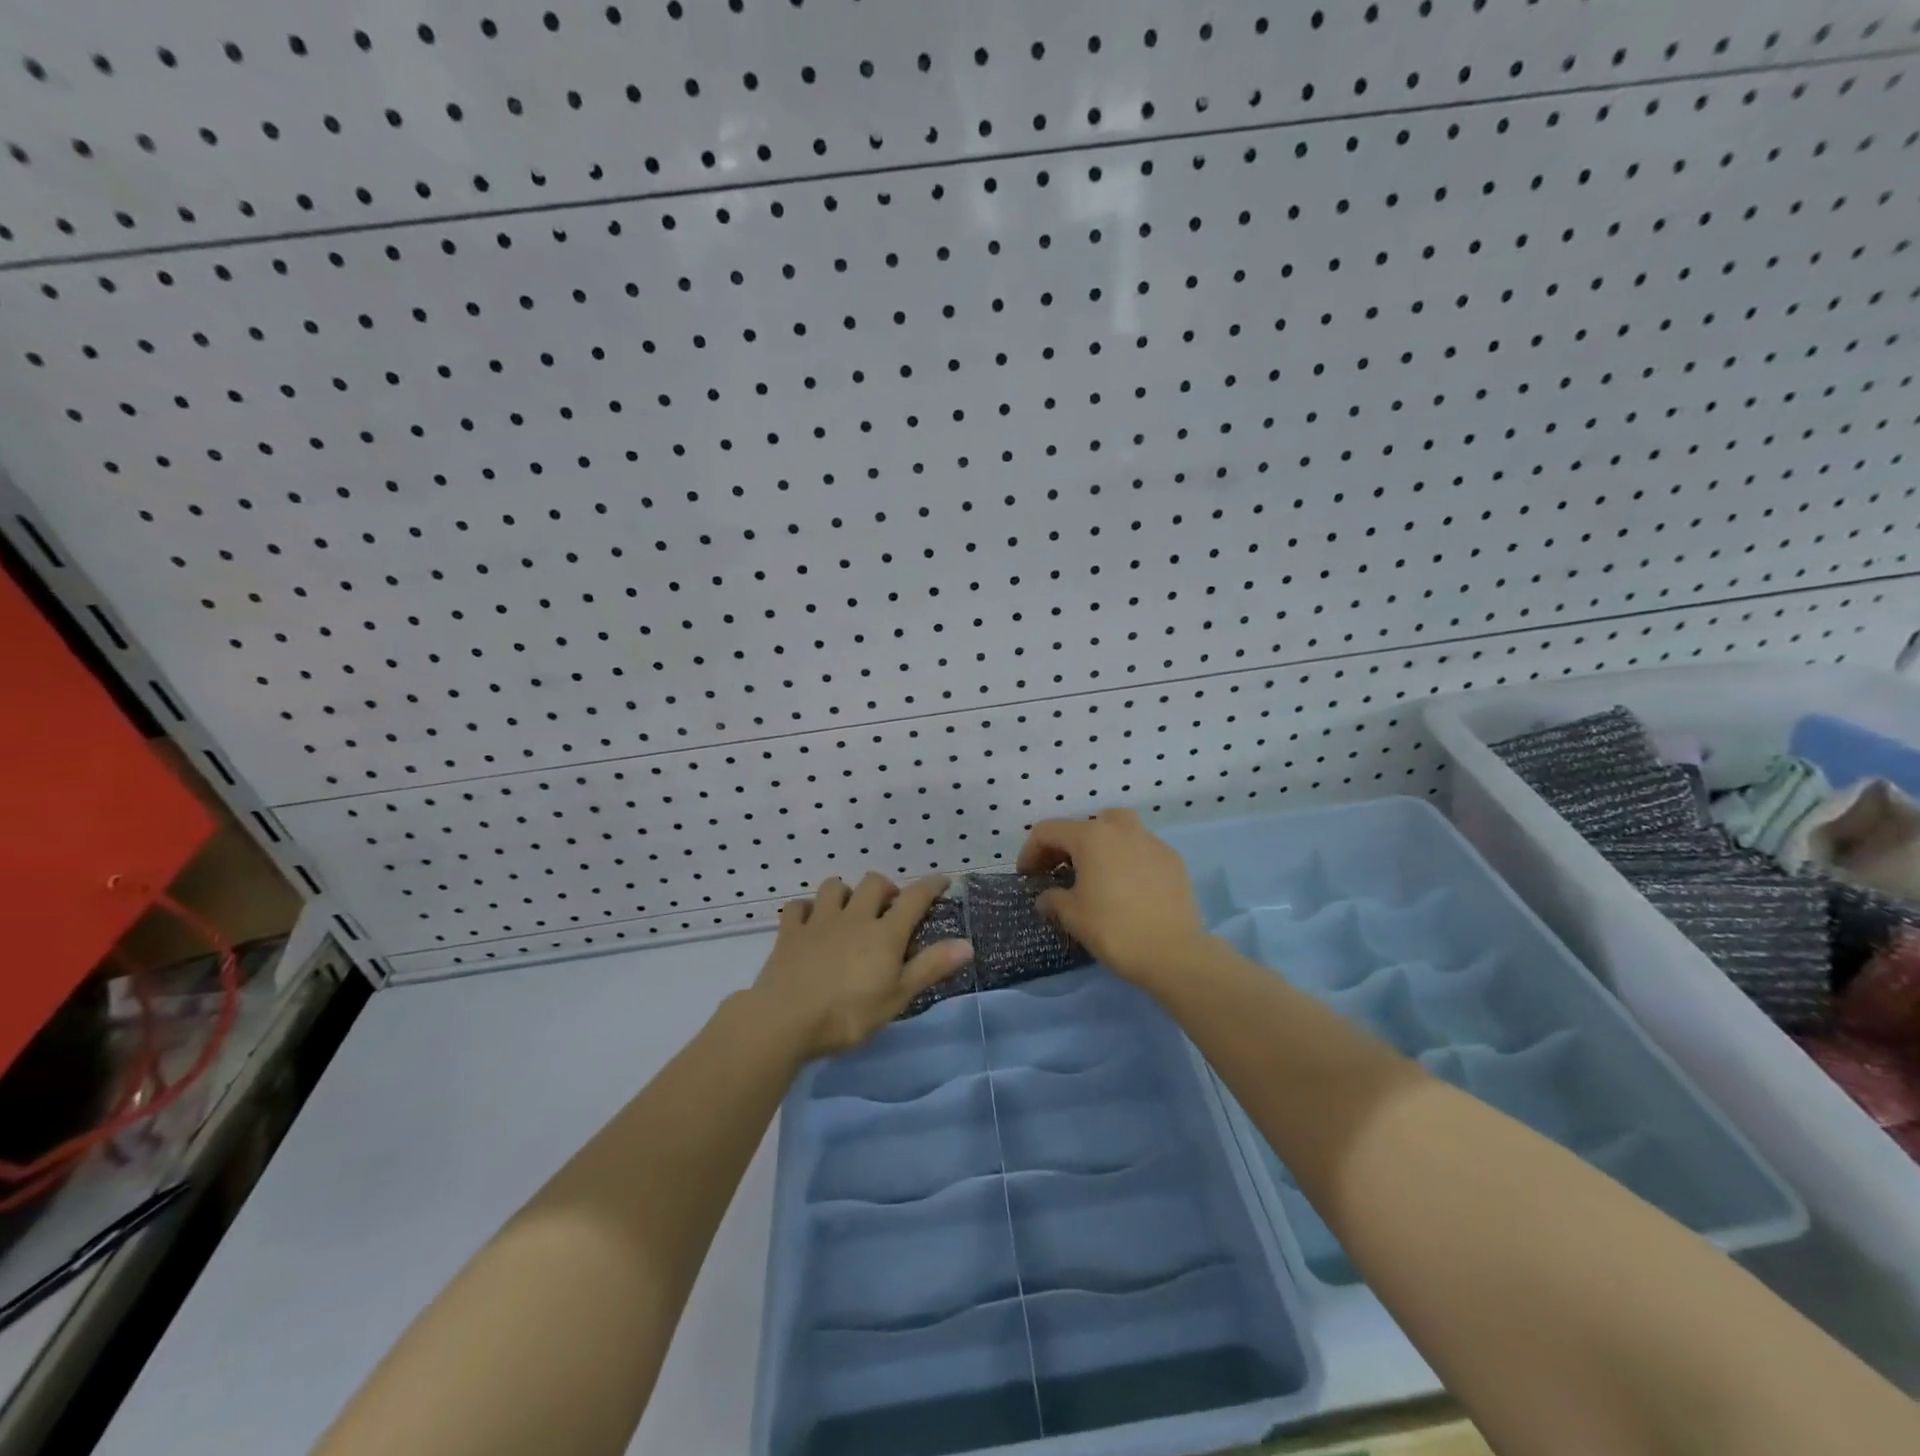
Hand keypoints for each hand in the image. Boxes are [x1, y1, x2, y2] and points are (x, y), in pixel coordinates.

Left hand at [752, 874, 974, 1058]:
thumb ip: (931, 967)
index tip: (942, 880)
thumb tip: (967, 944)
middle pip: (873, 883)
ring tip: (850, 910)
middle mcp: (854, 917)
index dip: (931, 885)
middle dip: (885, 888)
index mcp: (884, 933)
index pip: (914, 898)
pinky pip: (798, 906)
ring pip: (835, 886)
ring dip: (846, 892)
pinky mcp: (790, 932)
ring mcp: (819, 921)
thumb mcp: (897, 996)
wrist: (785, 1020)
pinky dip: (807, 909)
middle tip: (889, 907)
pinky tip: (810, 922)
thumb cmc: (848, 1014)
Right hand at [1017, 808, 1210, 987]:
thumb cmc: (1114, 930)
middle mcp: (1121, 829)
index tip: (1027, 876)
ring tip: (1093, 872)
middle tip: (1057, 872)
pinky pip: (1140, 848)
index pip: (1048, 831)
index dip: (1030, 851)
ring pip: (1117, 828)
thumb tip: (1047, 897)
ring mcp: (1151, 841)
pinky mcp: (1172, 859)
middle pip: (1083, 824)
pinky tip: (1125, 885)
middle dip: (1065, 845)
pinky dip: (1125, 857)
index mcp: (1091, 836)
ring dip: (1098, 844)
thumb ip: (1053, 899)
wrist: (1174, 953)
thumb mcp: (1073, 916)